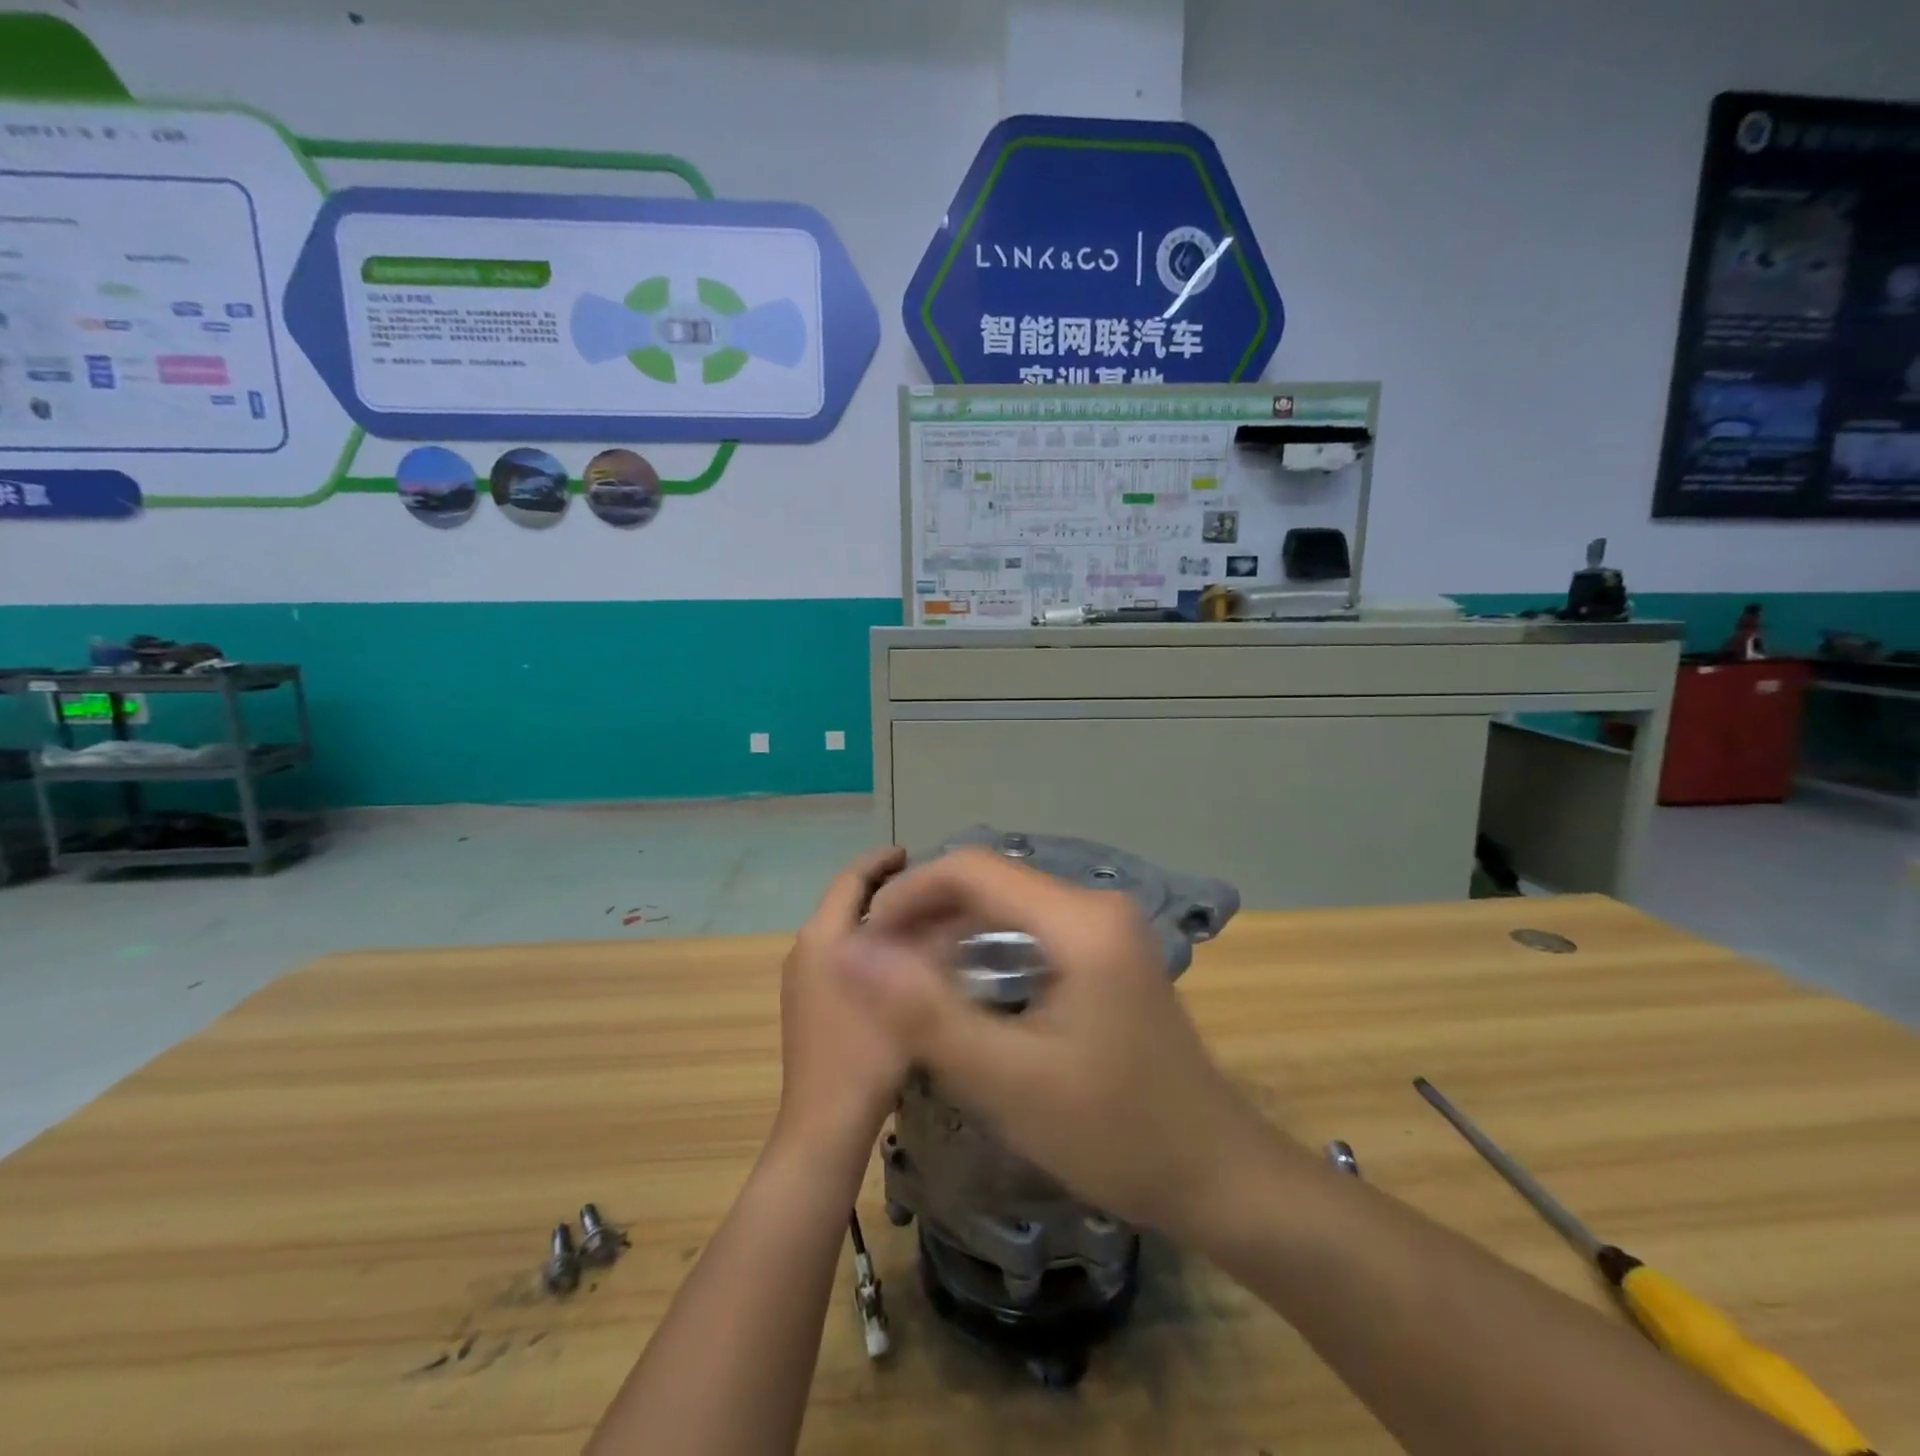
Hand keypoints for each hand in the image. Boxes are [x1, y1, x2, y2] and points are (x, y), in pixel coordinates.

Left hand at [775, 846, 909, 1149]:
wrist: (824, 1124)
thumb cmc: (868, 1054)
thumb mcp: (910, 993)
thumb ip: (930, 945)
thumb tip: (951, 910)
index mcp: (823, 937)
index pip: (851, 879)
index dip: (881, 860)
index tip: (910, 852)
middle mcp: (804, 948)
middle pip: (844, 902)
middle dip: (880, 887)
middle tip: (924, 885)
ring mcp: (800, 978)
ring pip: (840, 929)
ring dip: (873, 917)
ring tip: (918, 917)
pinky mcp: (804, 1003)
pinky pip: (837, 954)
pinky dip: (865, 943)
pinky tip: (897, 961)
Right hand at [834, 848, 1276, 1239]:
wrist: (1215, 1173)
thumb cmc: (1114, 1133)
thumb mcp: (1008, 1081)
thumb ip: (925, 1014)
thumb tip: (853, 952)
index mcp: (1079, 920)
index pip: (971, 868)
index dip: (908, 894)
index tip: (866, 942)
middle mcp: (1095, 904)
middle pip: (990, 882)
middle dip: (926, 913)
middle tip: (878, 967)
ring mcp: (1106, 926)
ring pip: (1008, 904)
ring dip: (952, 930)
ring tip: (904, 976)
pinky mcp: (1106, 951)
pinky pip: (1030, 928)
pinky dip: (985, 947)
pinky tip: (959, 987)